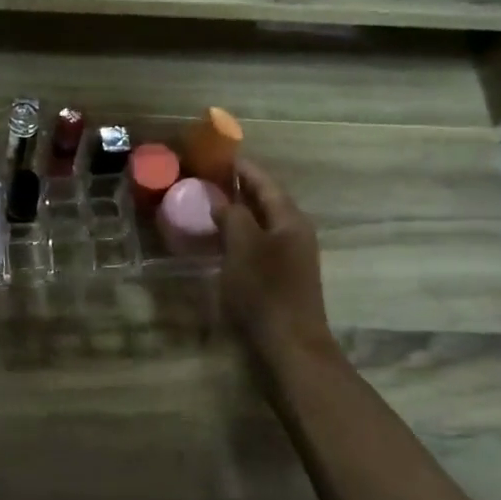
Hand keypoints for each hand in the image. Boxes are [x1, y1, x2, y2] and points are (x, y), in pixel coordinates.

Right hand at [218, 159, 335, 364]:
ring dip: (237, 212)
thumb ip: (232, 216)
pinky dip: (238, 235)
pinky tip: (219, 240)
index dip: (242, 168)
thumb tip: (221, 199)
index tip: (218, 155)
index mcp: (290, 219)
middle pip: (265, 201)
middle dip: (238, 188)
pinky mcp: (281, 276)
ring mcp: (290, 256)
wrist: (289, 344)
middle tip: (206, 178)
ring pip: (261, 223)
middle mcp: (294, 232)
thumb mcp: (243, 247)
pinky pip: (257, 243)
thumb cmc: (266, 291)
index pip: (265, 182)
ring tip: (207, 205)